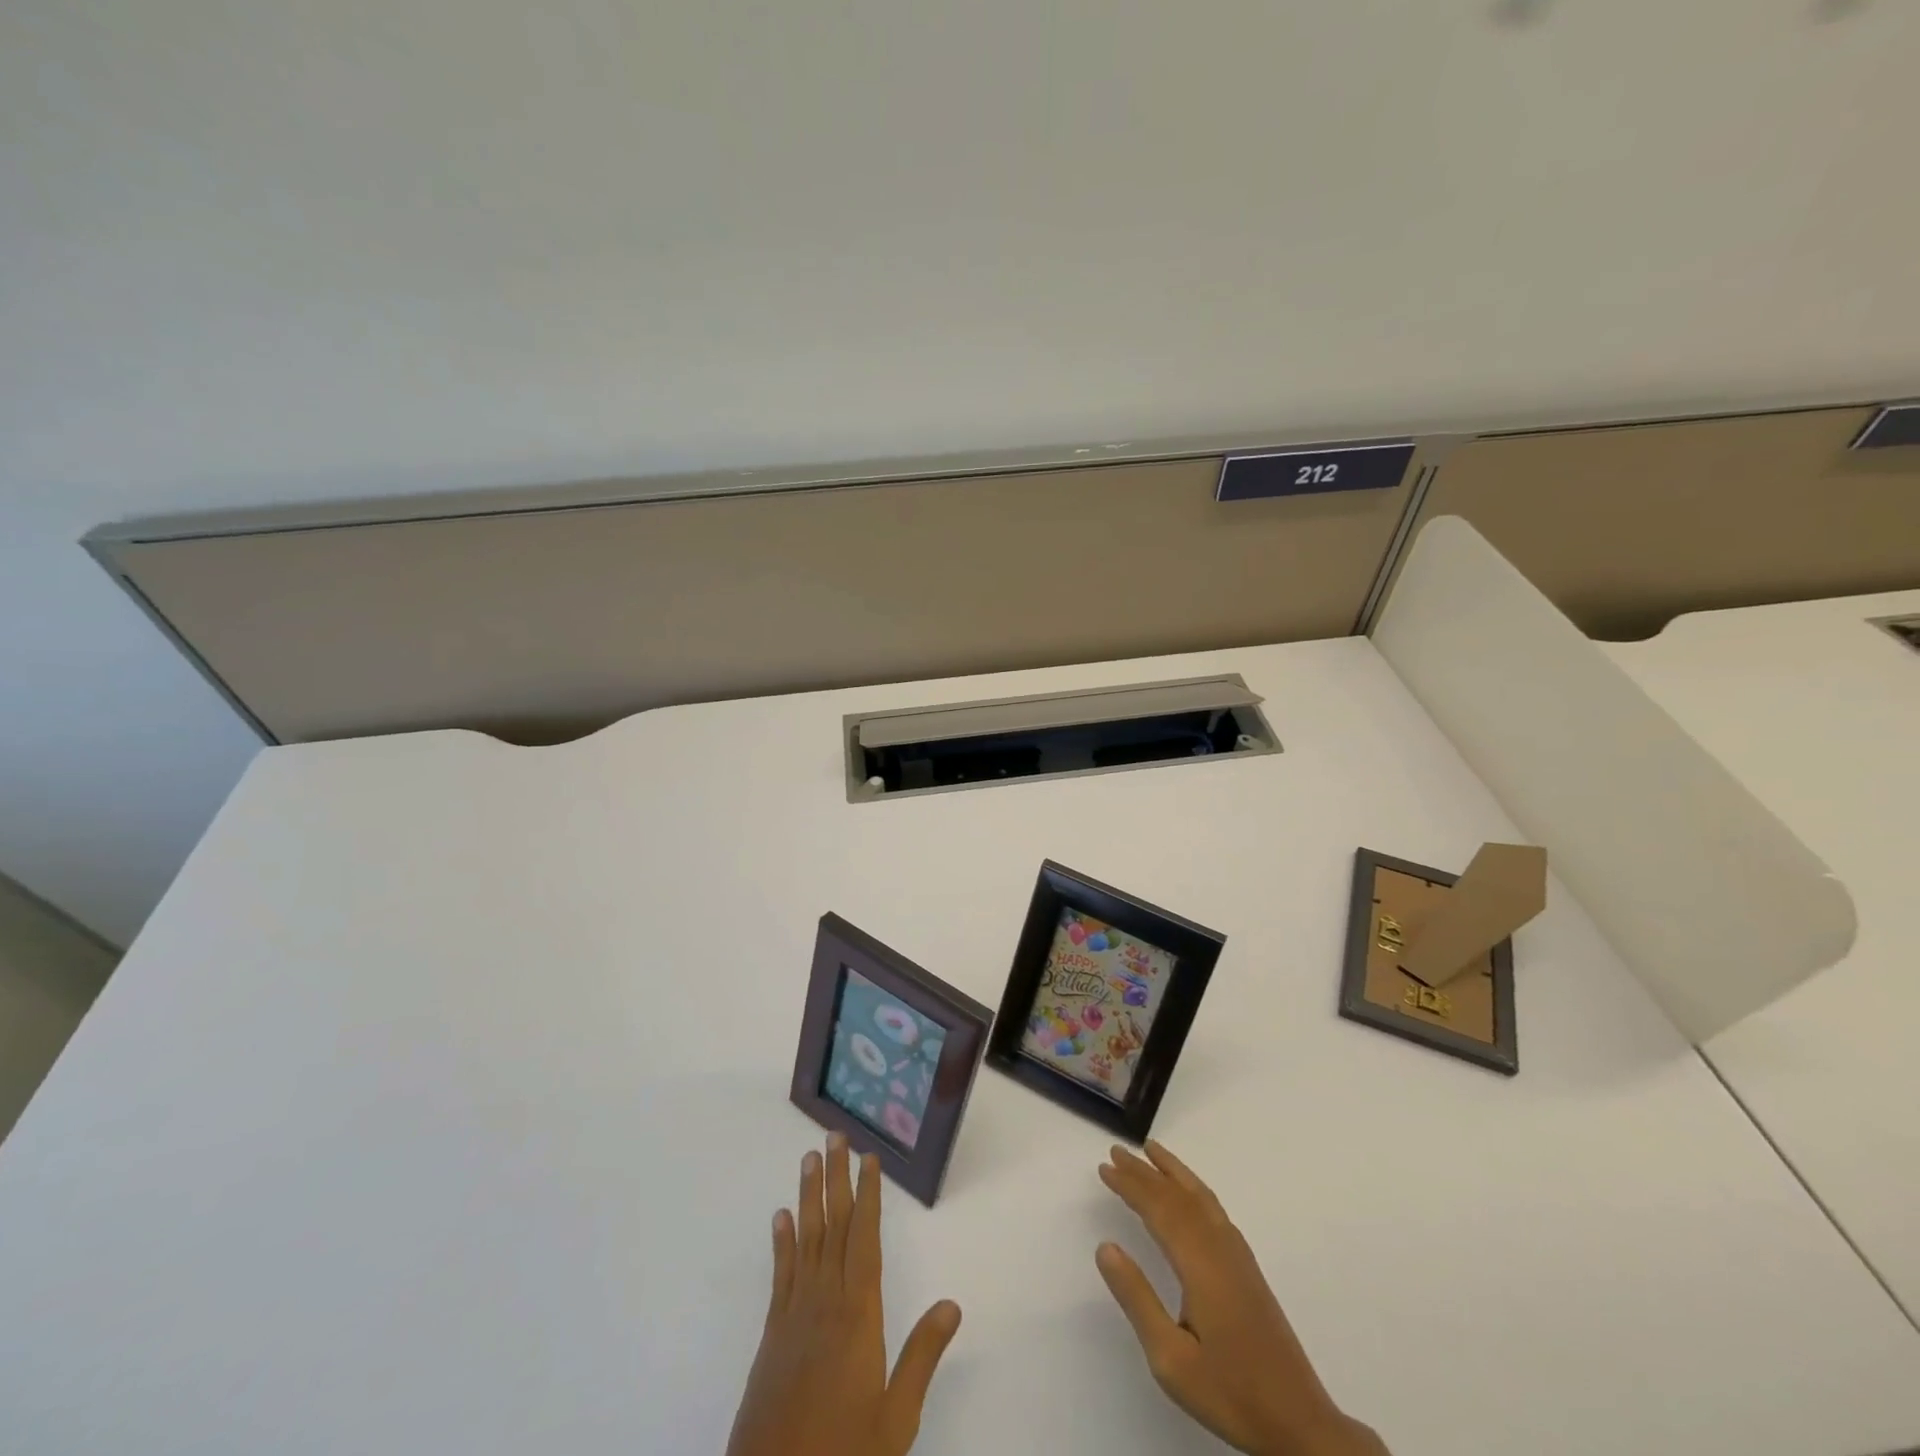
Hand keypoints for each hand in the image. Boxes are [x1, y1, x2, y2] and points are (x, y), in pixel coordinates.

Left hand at [726, 1133, 962, 1455]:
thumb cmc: (843, 1451)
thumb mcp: (896, 1417)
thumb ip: (921, 1356)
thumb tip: (953, 1304)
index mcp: (858, 1314)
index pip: (865, 1239)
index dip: (868, 1196)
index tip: (869, 1158)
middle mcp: (825, 1301)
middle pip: (833, 1227)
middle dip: (836, 1179)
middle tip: (835, 1137)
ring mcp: (795, 1314)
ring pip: (806, 1240)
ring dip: (808, 1196)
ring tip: (809, 1158)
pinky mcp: (773, 1333)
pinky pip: (781, 1274)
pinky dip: (782, 1241)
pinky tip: (781, 1216)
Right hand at [1096, 1141, 1388, 1455]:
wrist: (1301, 1425)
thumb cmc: (1231, 1393)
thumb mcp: (1170, 1358)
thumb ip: (1137, 1298)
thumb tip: (1105, 1247)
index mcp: (1200, 1264)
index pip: (1159, 1209)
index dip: (1130, 1185)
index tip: (1104, 1168)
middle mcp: (1220, 1249)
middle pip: (1178, 1197)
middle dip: (1145, 1172)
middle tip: (1116, 1152)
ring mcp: (1238, 1257)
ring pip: (1201, 1198)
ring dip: (1173, 1173)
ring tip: (1151, 1151)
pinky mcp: (1248, 1269)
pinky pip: (1214, 1211)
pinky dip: (1194, 1190)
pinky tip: (1188, 1195)